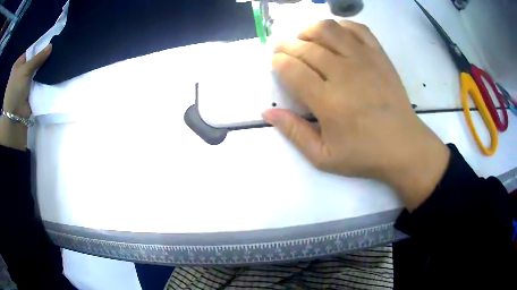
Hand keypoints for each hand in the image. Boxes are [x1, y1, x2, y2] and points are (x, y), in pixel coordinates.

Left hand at [0, 44, 51, 150]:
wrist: (14, 118)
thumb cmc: (15, 90)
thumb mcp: (25, 70)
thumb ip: (38, 58)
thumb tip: (51, 46)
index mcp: (18, 65)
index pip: (30, 52)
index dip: (39, 48)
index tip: (50, 45)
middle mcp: (21, 72)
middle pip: (34, 61)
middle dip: (42, 59)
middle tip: (55, 52)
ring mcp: (25, 83)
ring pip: (36, 72)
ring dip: (43, 70)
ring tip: (55, 61)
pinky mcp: (30, 93)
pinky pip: (38, 82)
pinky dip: (43, 80)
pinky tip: (52, 74)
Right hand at [262, 20, 449, 209]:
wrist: (404, 146)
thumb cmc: (364, 154)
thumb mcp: (323, 157)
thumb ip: (294, 132)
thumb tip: (267, 112)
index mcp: (327, 101)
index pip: (292, 68)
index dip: (278, 62)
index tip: (275, 63)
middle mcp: (344, 73)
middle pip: (306, 47)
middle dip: (287, 45)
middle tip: (282, 50)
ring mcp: (364, 60)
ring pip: (328, 29)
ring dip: (310, 30)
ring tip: (305, 39)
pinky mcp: (379, 55)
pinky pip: (357, 28)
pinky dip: (341, 25)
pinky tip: (335, 34)